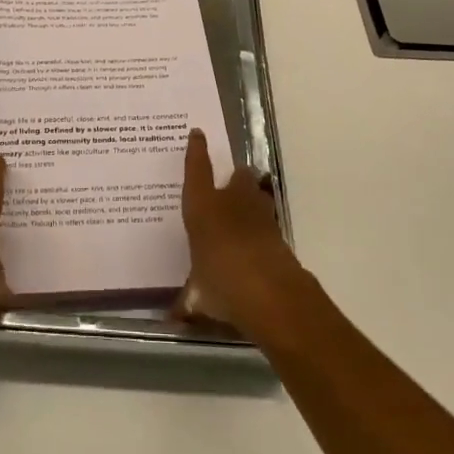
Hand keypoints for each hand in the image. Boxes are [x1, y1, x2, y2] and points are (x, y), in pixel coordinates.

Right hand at [179, 128, 304, 336]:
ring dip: (250, 201)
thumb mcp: (198, 297)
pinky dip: (260, 229)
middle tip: (225, 190)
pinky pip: (266, 222)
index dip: (196, 150)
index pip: (197, 169)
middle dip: (233, 179)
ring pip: (256, 195)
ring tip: (241, 216)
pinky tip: (253, 245)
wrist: (274, 295)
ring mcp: (260, 215)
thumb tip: (173, 319)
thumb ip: (186, 302)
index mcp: (203, 207)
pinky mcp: (280, 233)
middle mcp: (232, 202)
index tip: (198, 134)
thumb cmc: (224, 284)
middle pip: (237, 175)